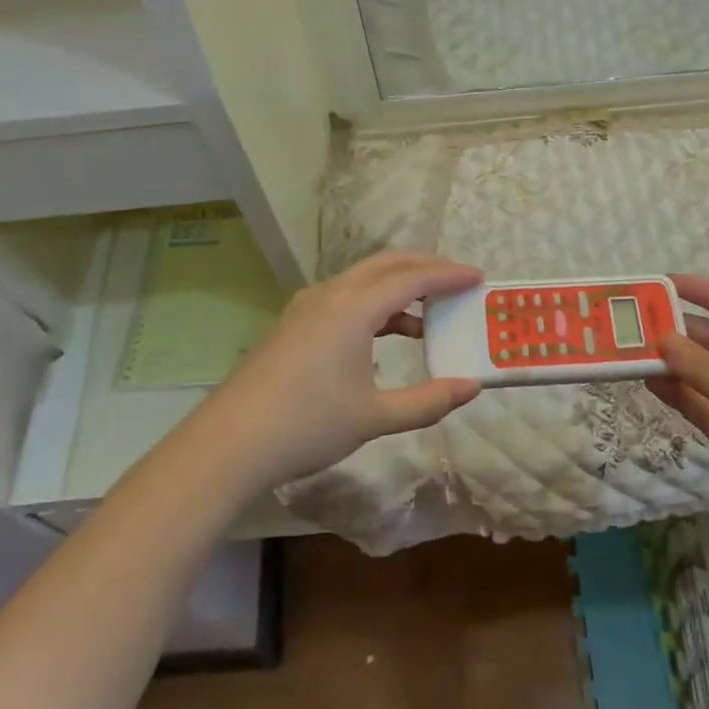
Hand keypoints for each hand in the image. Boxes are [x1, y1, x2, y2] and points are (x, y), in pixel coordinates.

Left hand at [192, 250, 481, 488]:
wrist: (229, 443)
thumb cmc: (307, 425)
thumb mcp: (375, 417)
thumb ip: (428, 401)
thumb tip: (471, 388)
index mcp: (353, 307)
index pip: (411, 278)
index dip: (448, 275)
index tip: (478, 277)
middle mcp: (330, 295)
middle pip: (386, 264)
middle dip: (425, 267)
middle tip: (457, 281)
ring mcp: (307, 307)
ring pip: (363, 279)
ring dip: (398, 287)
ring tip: (429, 316)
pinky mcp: (295, 323)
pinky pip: (346, 297)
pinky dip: (375, 305)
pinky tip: (387, 336)